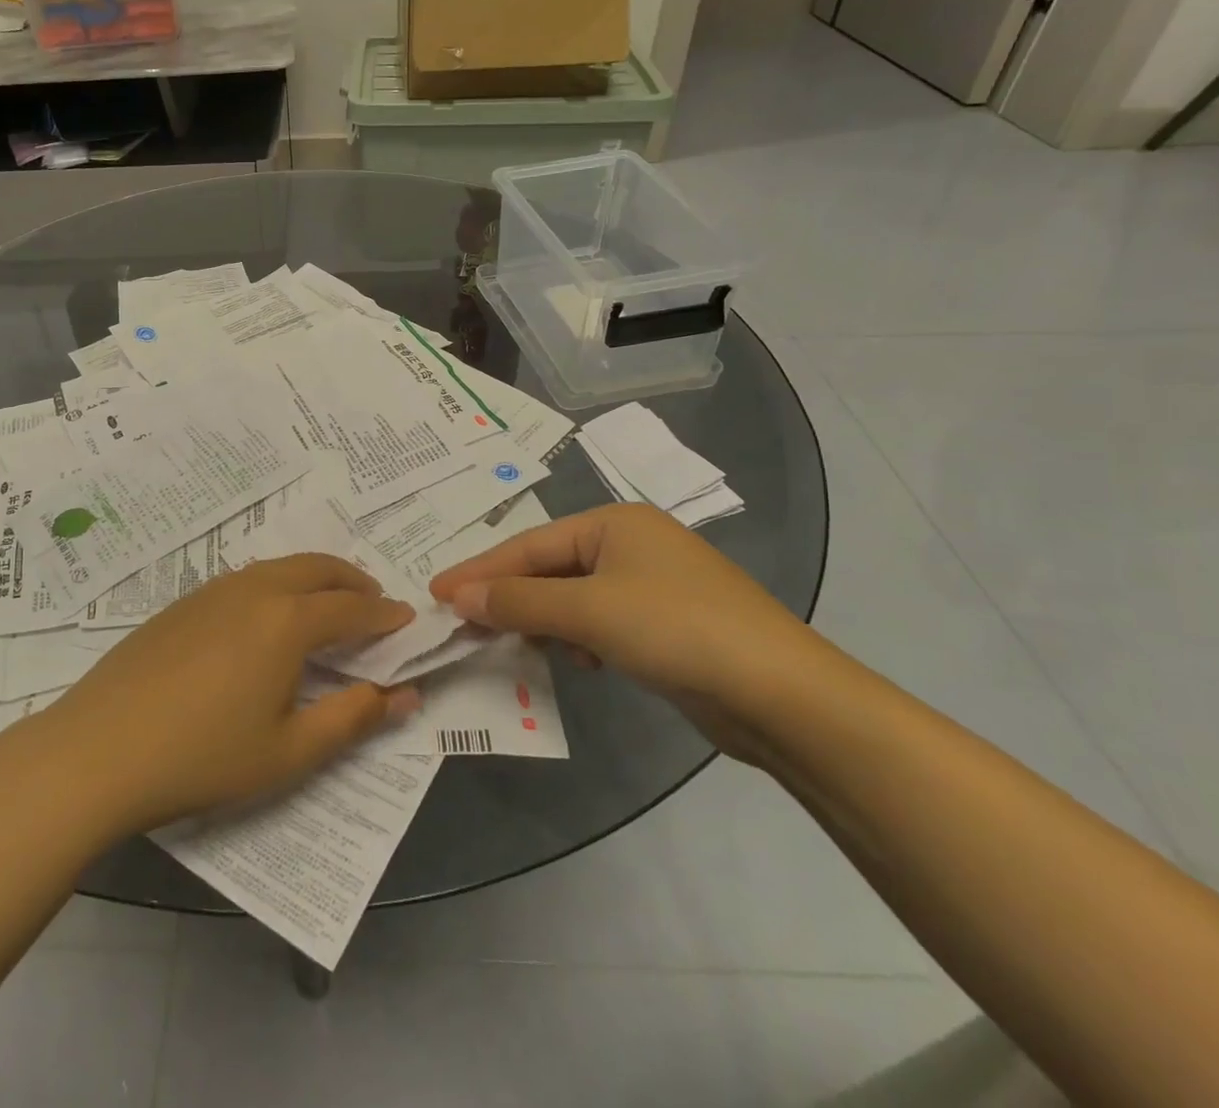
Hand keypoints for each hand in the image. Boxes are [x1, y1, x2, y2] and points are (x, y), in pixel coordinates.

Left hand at [16, 555, 419, 838]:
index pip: (352, 607)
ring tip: (328, 608)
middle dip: (354, 581)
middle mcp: (254, 589)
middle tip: (374, 604)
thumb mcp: (288, 751)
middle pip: (318, 568)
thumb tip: (404, 695)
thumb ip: (352, 718)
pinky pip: (247, 578)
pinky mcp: (183, 602)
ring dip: (315, 578)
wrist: (97, 750)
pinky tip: (269, 619)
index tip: (406, 621)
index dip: (384, 614)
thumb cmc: (202, 757)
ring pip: (280, 567)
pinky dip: (278, 584)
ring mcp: (213, 590)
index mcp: (286, 621)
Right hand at [428, 504, 811, 758]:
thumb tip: (456, 595)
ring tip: (518, 645)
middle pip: (548, 568)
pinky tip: (581, 664)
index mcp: (612, 523)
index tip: (435, 593)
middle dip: (510, 598)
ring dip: (544, 622)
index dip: (480, 570)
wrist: (783, 695)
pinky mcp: (664, 624)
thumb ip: (518, 602)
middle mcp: (629, 544)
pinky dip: (579, 640)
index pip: (528, 545)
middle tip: (464, 623)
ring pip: (572, 598)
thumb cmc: (676, 630)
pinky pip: (599, 622)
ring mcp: (650, 584)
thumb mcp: (588, 612)